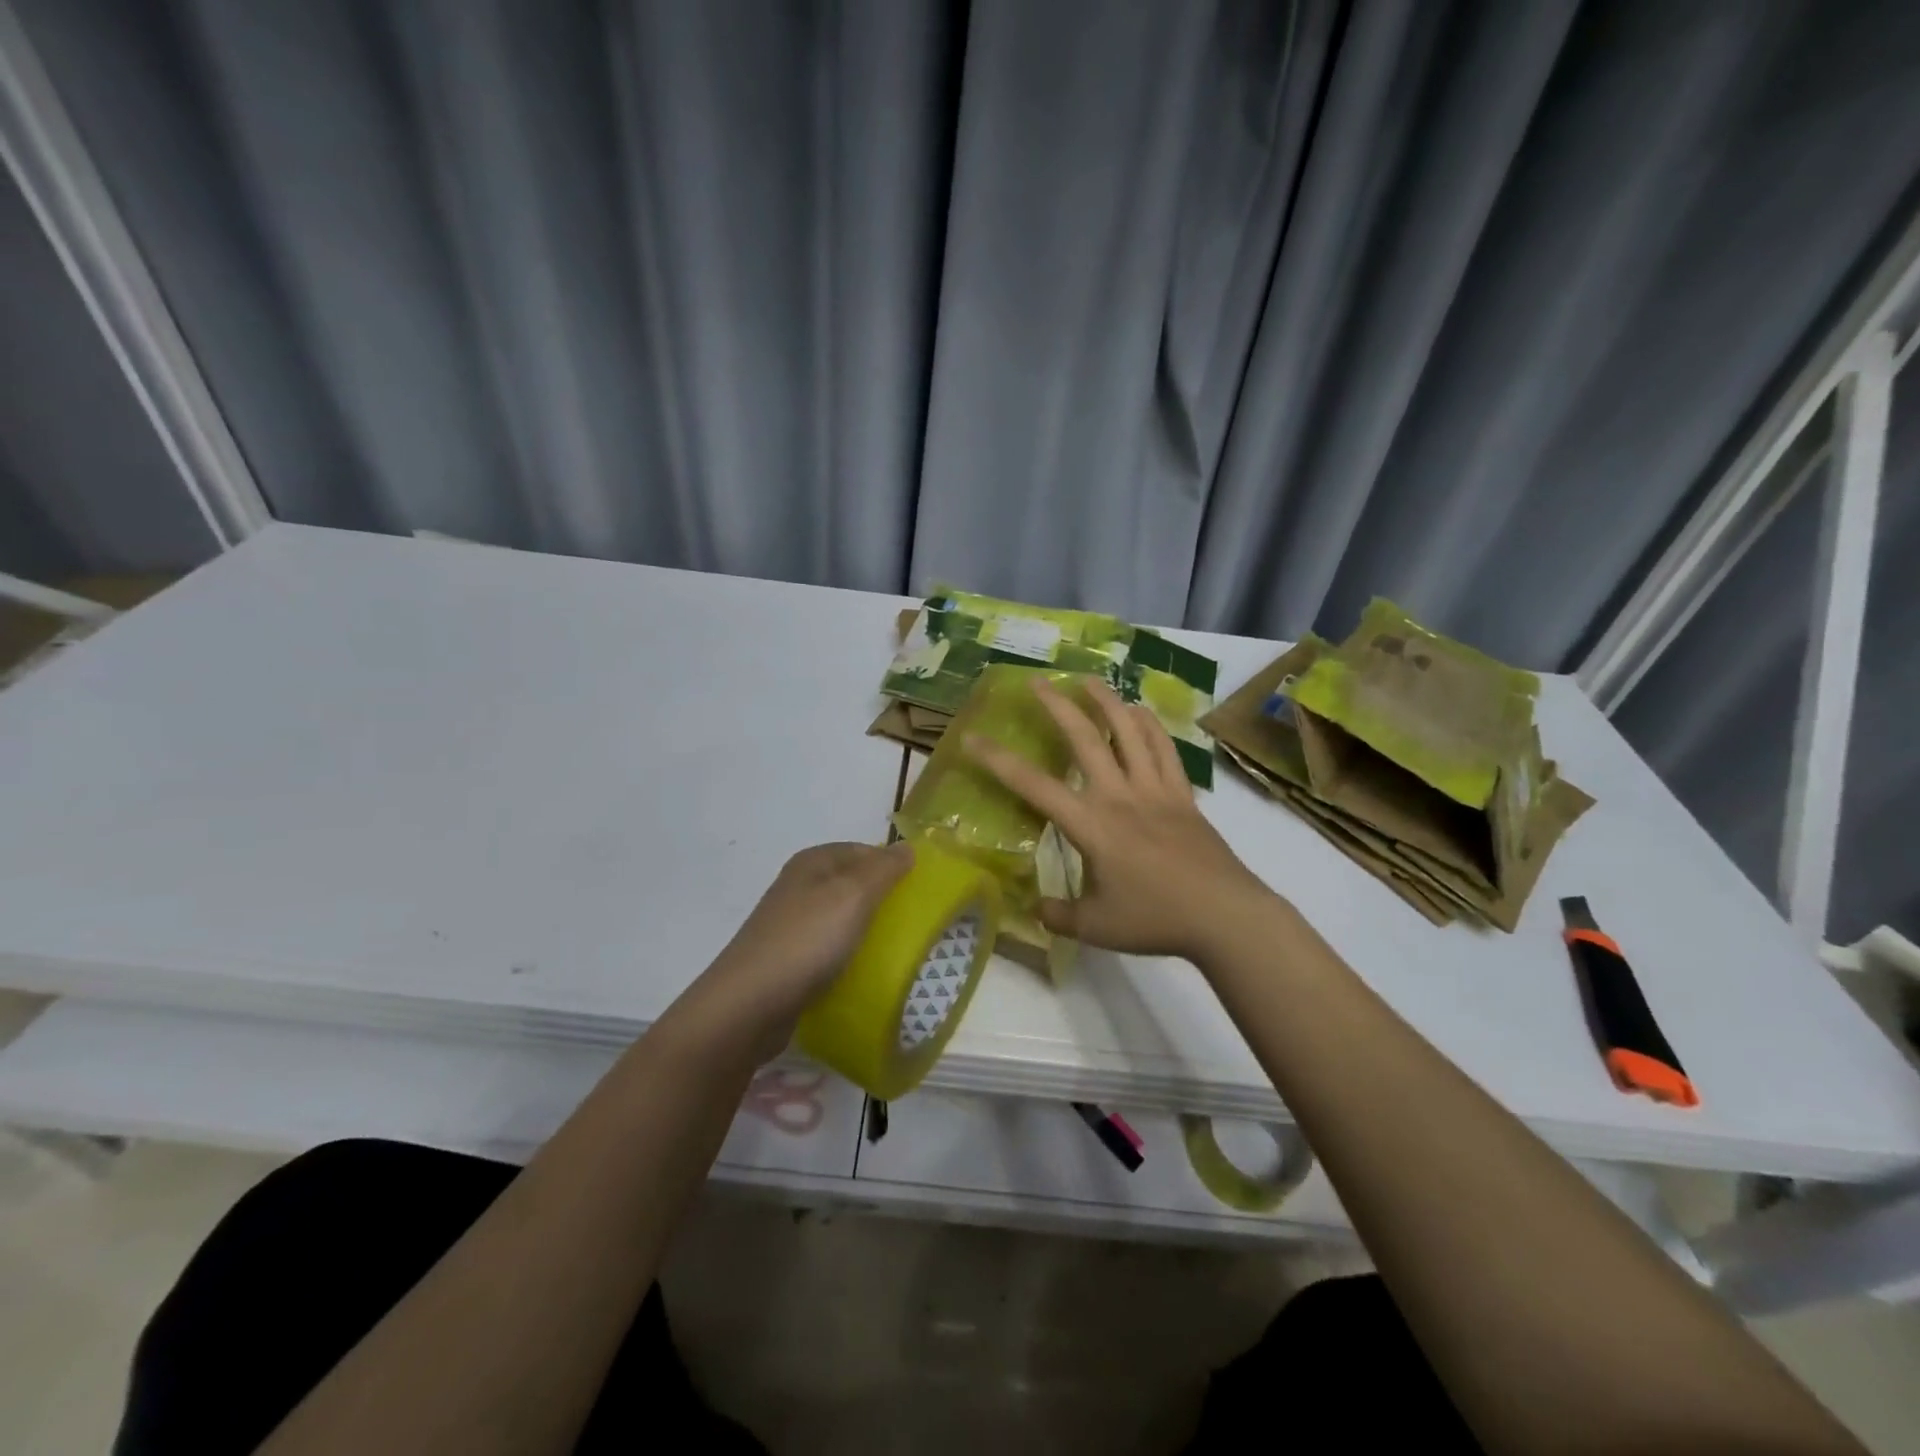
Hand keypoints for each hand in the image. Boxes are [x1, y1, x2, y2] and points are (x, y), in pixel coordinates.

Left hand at [690, 841, 913, 1058]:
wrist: (748, 1006)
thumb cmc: (806, 941)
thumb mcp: (853, 895)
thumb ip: (883, 869)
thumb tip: (907, 847)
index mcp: (813, 862)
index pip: (864, 850)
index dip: (893, 865)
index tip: (921, 891)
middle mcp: (800, 886)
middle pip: (853, 884)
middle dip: (883, 900)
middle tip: (914, 923)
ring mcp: (791, 924)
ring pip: (842, 918)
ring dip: (867, 931)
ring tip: (896, 950)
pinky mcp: (789, 960)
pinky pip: (829, 949)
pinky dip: (848, 957)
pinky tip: (863, 973)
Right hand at [964, 678, 1272, 961]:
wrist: (1225, 915)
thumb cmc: (1156, 919)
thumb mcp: (1096, 928)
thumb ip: (1059, 915)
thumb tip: (1036, 907)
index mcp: (1091, 825)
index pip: (1034, 786)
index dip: (998, 761)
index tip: (972, 738)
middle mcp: (1120, 796)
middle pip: (1084, 739)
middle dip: (1057, 706)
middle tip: (1038, 682)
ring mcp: (1155, 790)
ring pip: (1128, 732)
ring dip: (1106, 701)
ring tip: (1088, 680)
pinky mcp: (1183, 794)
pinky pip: (1164, 749)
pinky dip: (1150, 725)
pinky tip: (1139, 711)